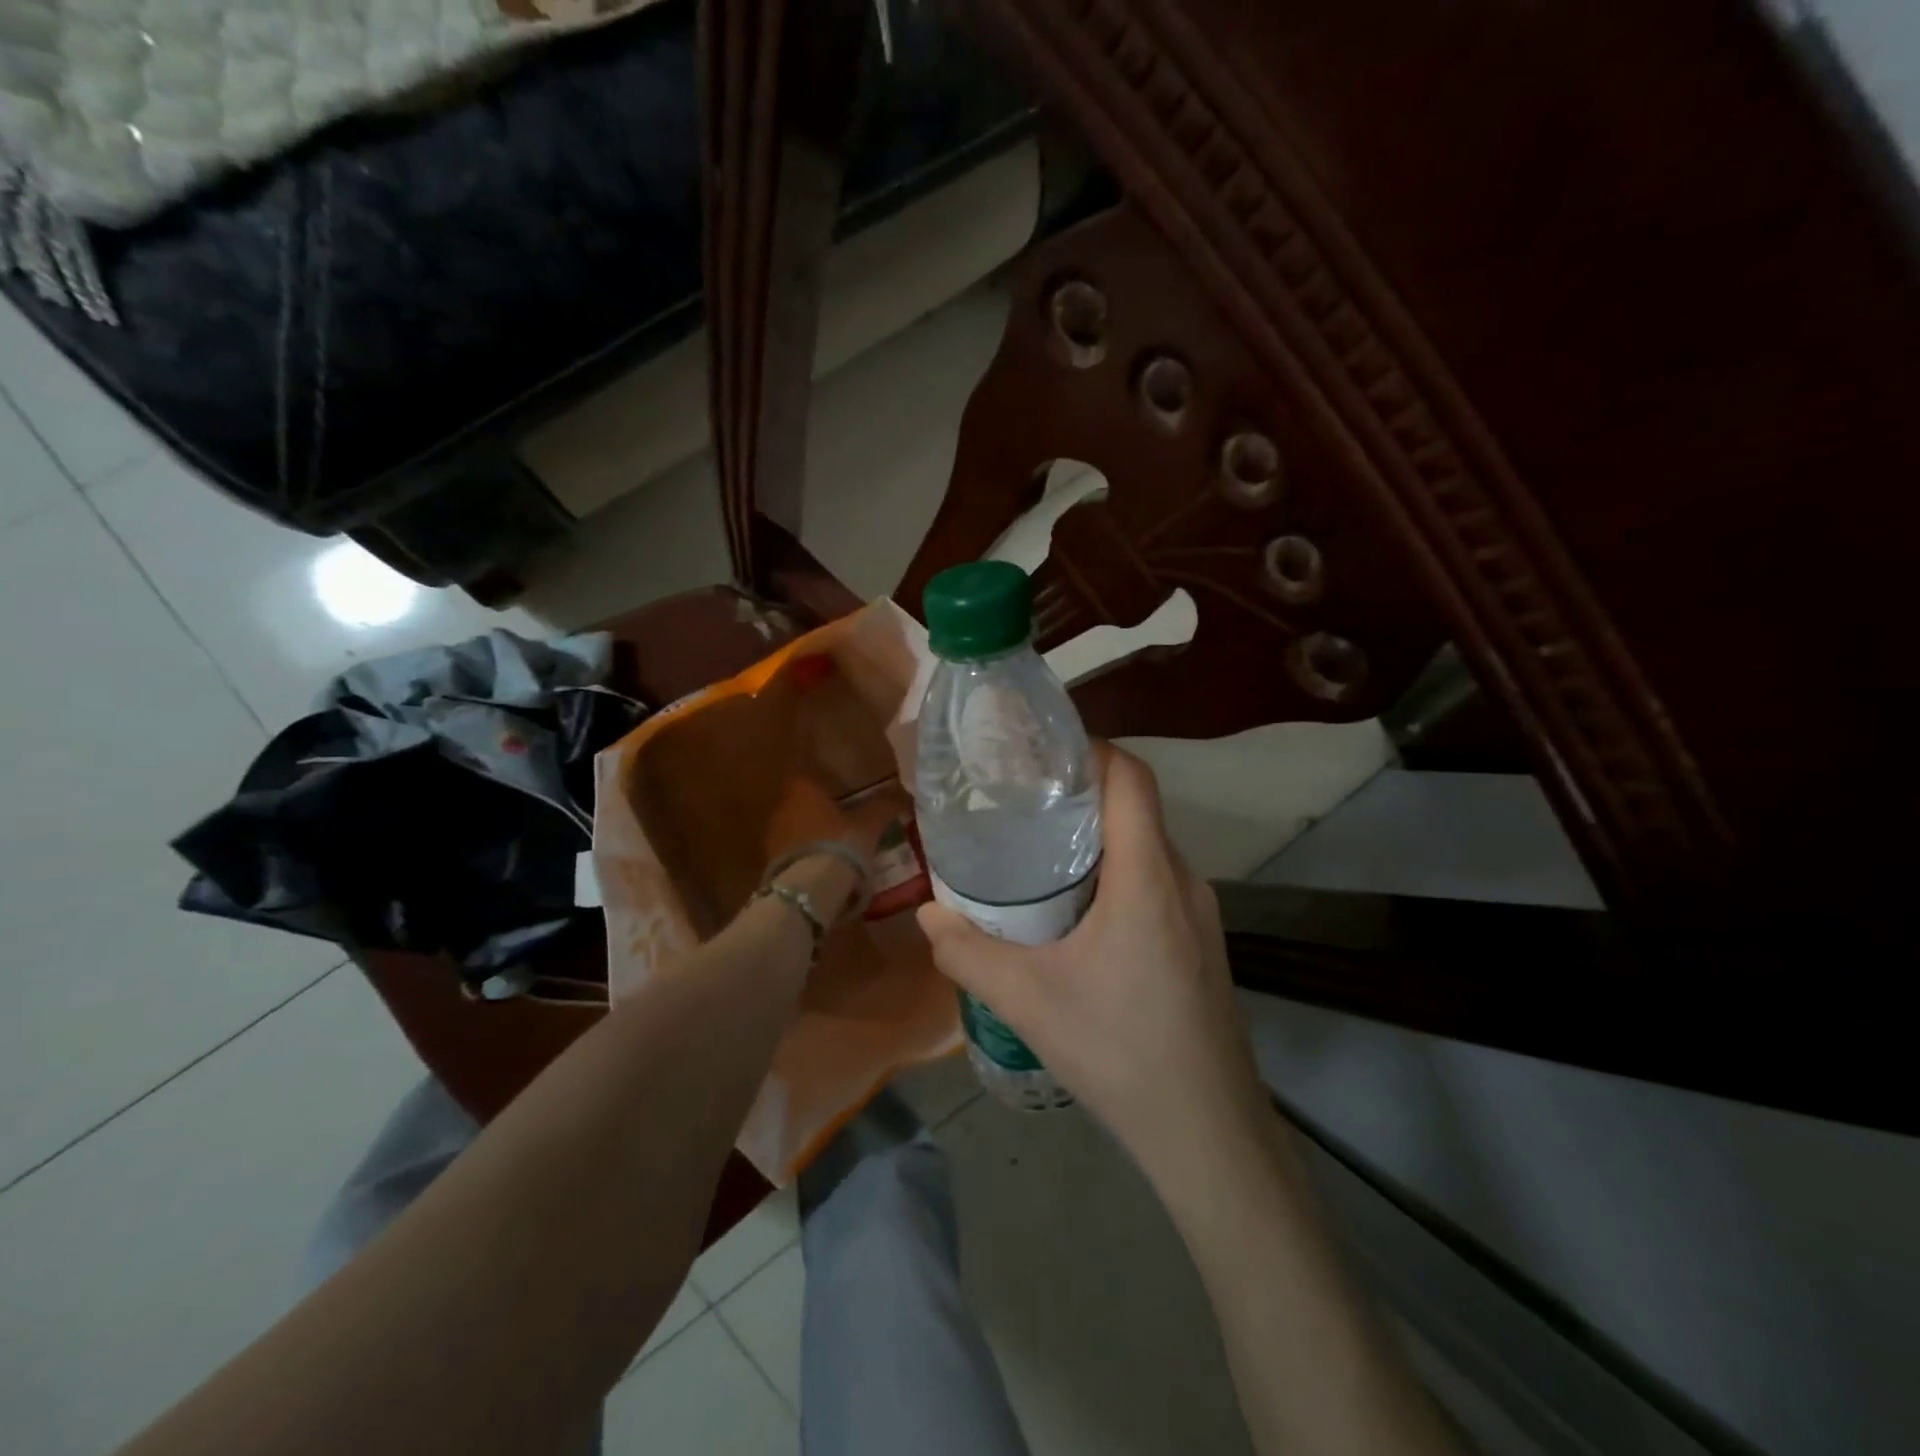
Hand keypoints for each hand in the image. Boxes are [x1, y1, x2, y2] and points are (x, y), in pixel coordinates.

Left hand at [764, 776, 901, 920]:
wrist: (810, 889)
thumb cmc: (840, 844)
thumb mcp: (870, 824)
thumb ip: (883, 808)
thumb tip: (901, 796)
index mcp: (803, 791)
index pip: (809, 778)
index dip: (826, 787)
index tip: (843, 796)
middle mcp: (783, 809)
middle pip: (802, 806)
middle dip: (821, 814)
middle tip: (845, 826)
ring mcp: (773, 838)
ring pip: (796, 831)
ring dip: (813, 838)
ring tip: (838, 852)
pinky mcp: (771, 865)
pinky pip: (793, 856)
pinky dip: (807, 860)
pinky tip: (825, 871)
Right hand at [915, 746, 1266, 1177]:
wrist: (1208, 1132)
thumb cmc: (1120, 1050)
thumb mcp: (1028, 1000)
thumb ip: (968, 953)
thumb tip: (926, 917)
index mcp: (1147, 876)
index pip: (1132, 778)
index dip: (1091, 751)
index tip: (1040, 755)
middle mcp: (1183, 880)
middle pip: (1136, 810)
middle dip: (1081, 797)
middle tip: (1022, 806)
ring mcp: (1200, 914)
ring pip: (1146, 850)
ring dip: (1098, 842)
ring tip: (1040, 857)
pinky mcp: (1202, 944)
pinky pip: (1156, 884)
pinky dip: (1117, 876)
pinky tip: (1077, 916)